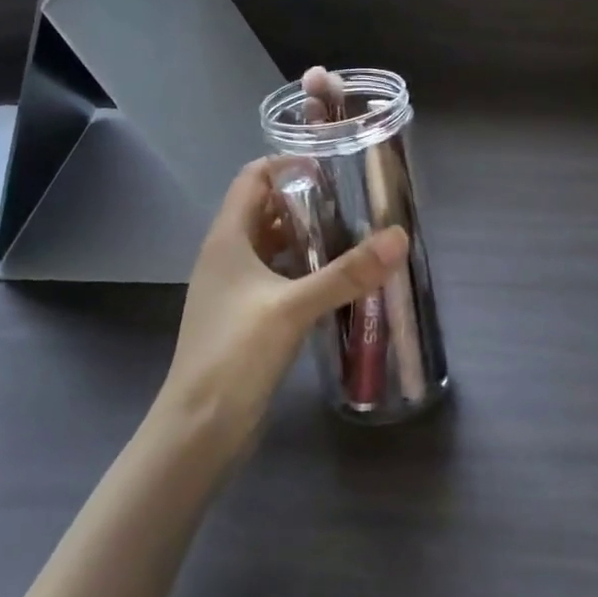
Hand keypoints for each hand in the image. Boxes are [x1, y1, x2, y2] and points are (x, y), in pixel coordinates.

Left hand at [160, 159, 408, 452]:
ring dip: (308, 237)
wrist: (198, 431)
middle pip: (267, 210)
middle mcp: (228, 257)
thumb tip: (398, 237)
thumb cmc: (235, 356)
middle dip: (307, 201)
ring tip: (355, 235)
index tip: (333, 167)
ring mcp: (235, 290)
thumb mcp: (293, 307)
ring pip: (274, 246)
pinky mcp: (247, 318)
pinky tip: (337, 281)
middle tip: (355, 201)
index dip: (288, 165)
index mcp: (228, 239)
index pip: (253, 178)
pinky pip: (279, 277)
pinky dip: (305, 270)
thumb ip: (346, 272)